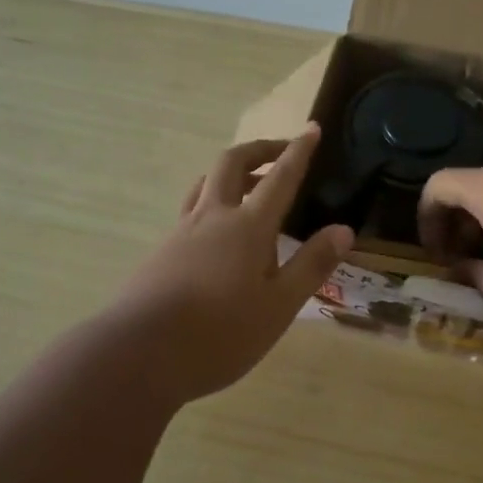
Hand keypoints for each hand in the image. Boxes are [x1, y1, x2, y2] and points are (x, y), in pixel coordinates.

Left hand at [109, 126, 352, 402]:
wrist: (138, 354)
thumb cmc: (220, 334)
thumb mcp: (279, 306)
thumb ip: (311, 265)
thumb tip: (344, 230)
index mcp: (247, 227)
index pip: (279, 177)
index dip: (298, 151)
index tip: (312, 128)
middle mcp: (212, 218)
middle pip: (232, 164)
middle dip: (259, 150)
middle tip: (281, 151)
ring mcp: (182, 232)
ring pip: (206, 183)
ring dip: (232, 172)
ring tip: (250, 184)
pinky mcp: (162, 251)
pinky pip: (192, 209)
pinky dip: (213, 201)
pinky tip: (218, 232)